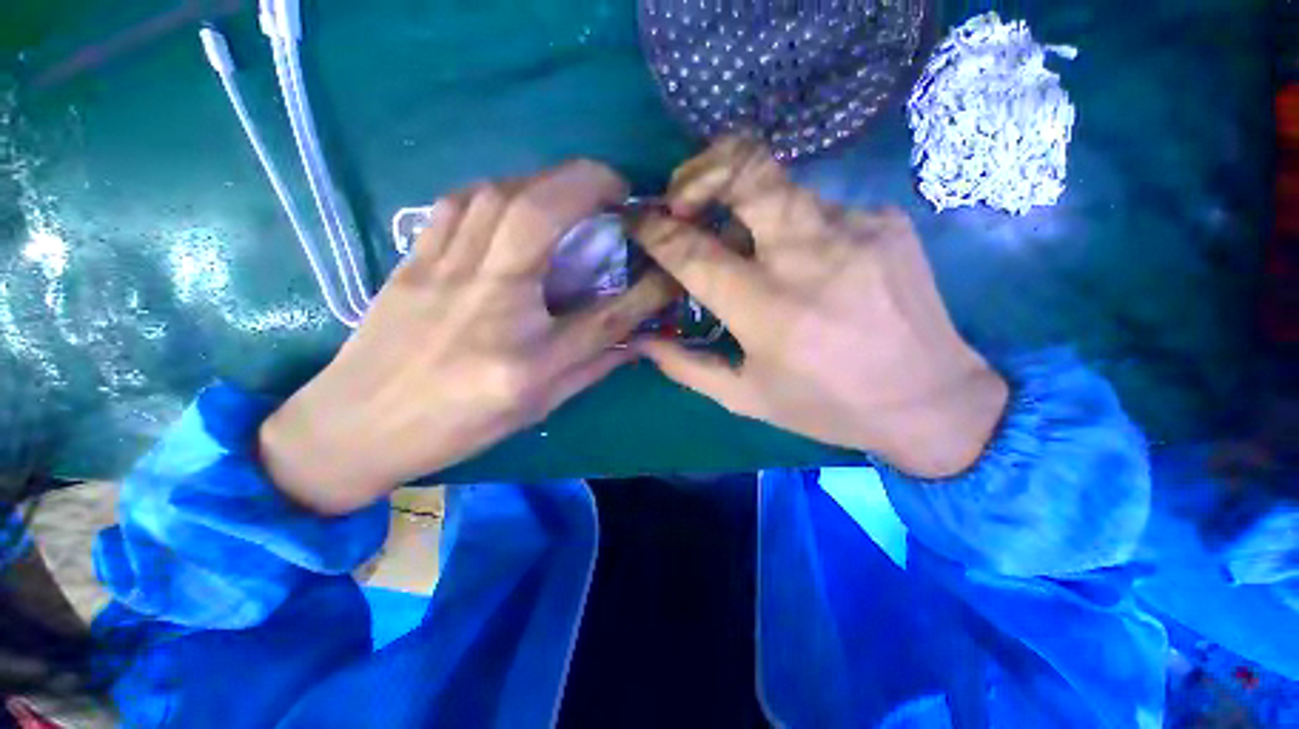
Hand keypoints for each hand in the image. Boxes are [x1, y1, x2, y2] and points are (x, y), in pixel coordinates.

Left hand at [260, 161, 675, 513]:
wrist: (356, 427)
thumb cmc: (456, 427)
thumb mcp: (537, 406)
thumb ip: (593, 366)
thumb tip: (636, 340)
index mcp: (524, 361)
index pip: (604, 315)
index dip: (646, 288)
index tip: (669, 265)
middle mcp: (485, 306)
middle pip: (539, 216)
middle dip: (587, 182)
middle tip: (618, 187)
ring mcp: (440, 275)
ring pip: (496, 195)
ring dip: (544, 179)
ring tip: (570, 191)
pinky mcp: (411, 260)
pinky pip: (457, 204)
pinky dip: (497, 189)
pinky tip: (514, 201)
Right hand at [634, 137, 1007, 477]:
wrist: (932, 400)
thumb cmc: (828, 405)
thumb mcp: (746, 397)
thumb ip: (686, 366)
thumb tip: (641, 341)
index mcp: (767, 310)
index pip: (692, 250)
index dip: (655, 230)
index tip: (638, 221)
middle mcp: (808, 257)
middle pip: (745, 170)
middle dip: (699, 172)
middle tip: (683, 197)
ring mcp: (854, 228)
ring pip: (779, 184)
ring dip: (744, 203)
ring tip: (740, 237)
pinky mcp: (885, 219)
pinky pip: (817, 206)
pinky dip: (792, 224)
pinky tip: (803, 260)